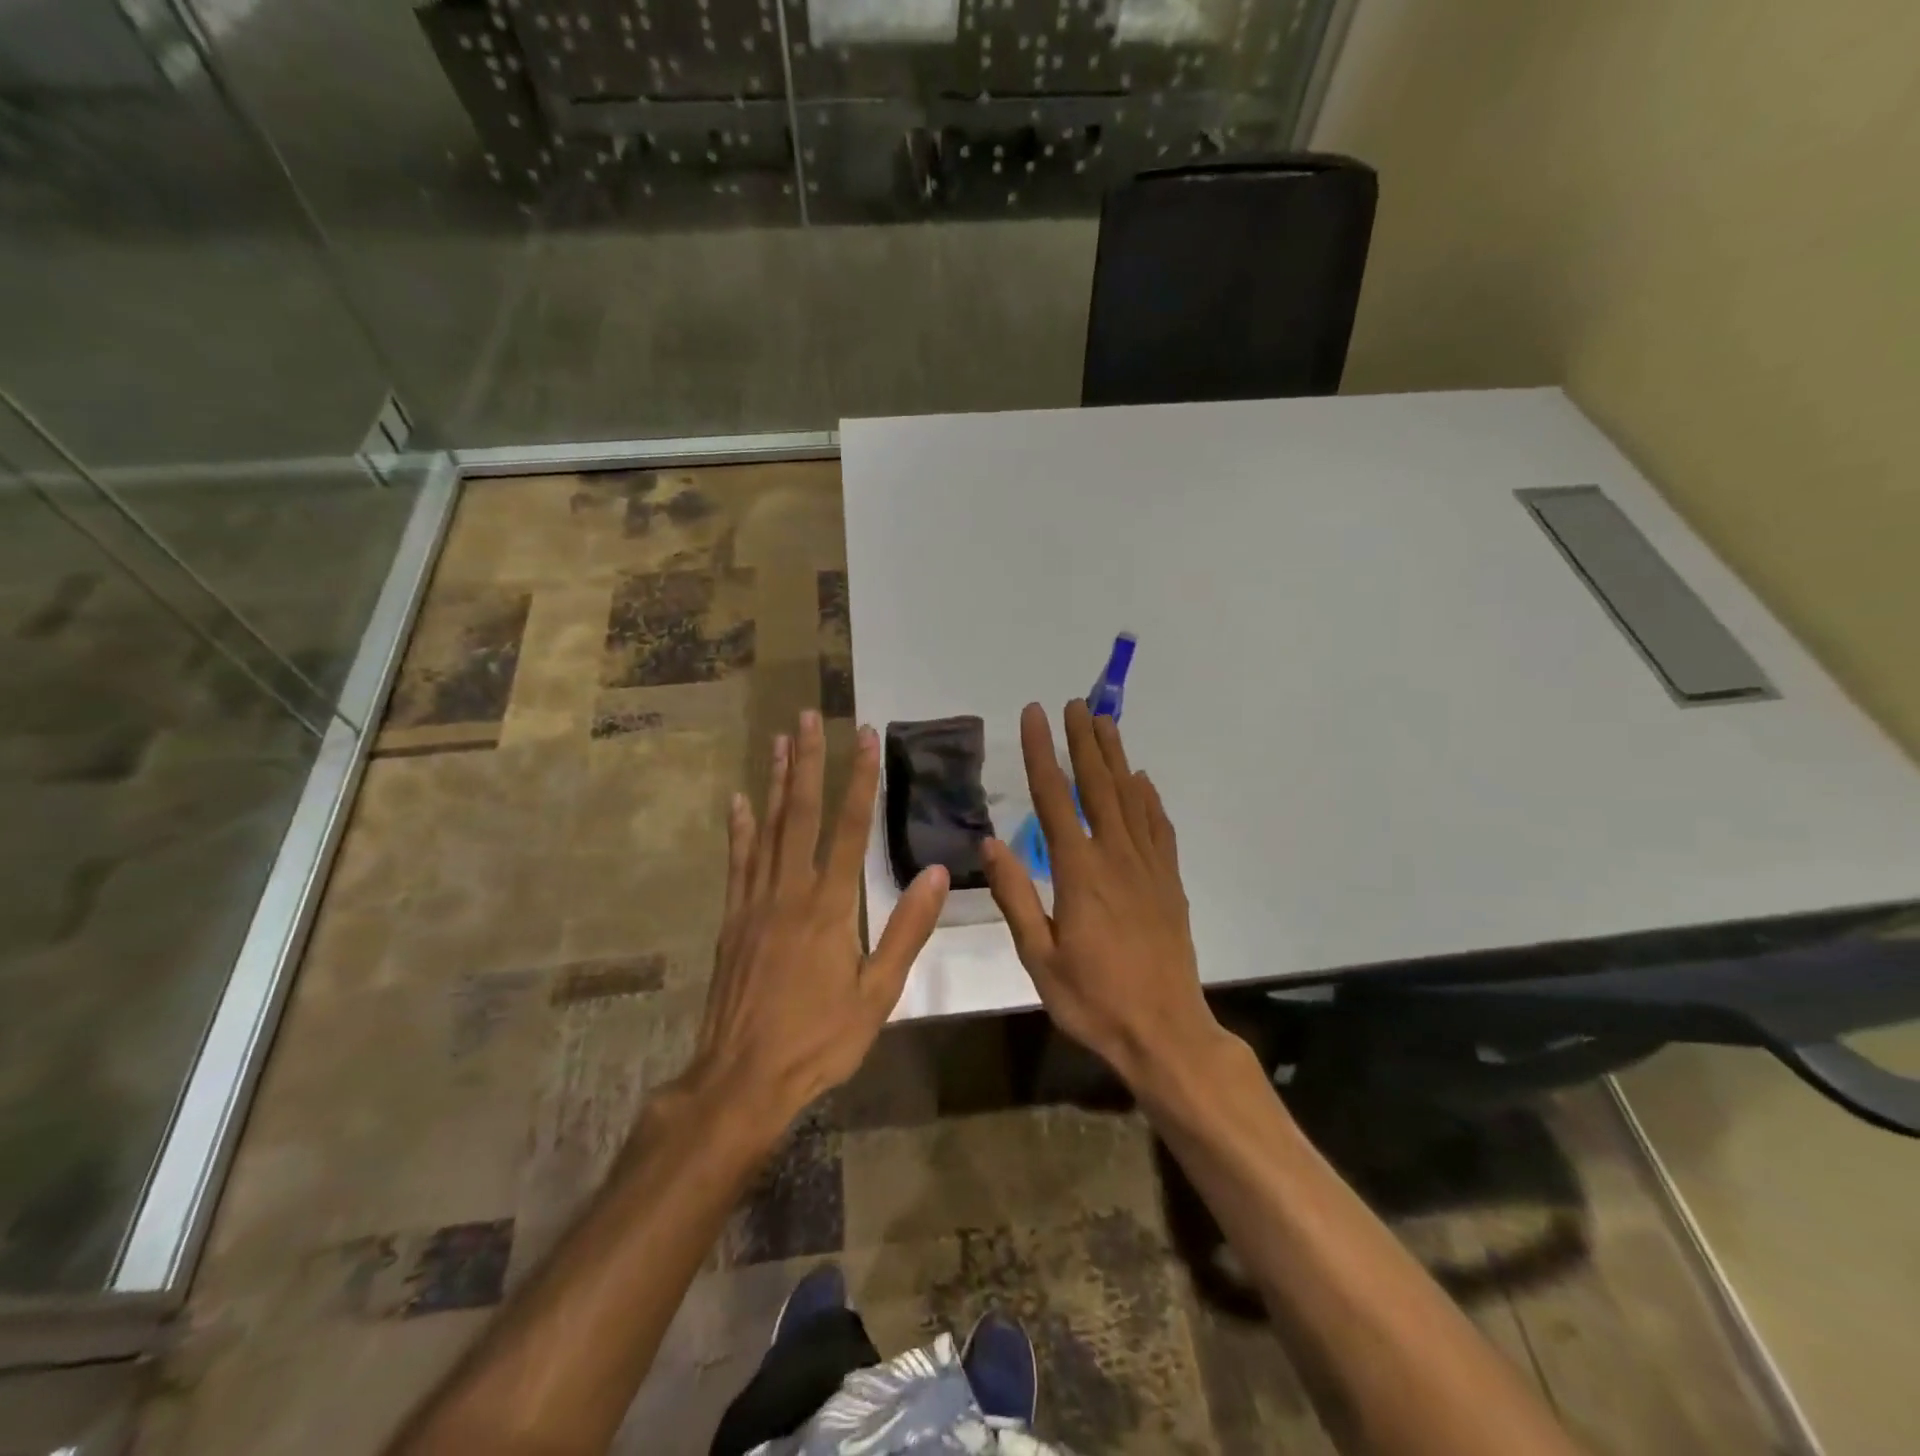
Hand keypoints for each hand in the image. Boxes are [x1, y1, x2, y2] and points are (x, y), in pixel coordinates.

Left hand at [690, 710, 948, 1127]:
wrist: (742, 1079)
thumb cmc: (819, 1040)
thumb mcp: (878, 993)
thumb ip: (906, 930)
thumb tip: (936, 873)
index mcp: (831, 907)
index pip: (850, 828)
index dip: (860, 780)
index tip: (865, 738)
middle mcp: (791, 892)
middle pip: (802, 814)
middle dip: (810, 762)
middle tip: (809, 716)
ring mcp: (755, 903)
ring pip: (768, 829)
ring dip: (777, 782)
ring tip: (781, 740)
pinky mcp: (732, 920)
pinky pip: (738, 863)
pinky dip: (740, 829)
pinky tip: (740, 801)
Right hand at [982, 701, 1226, 1092]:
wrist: (1165, 1033)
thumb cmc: (1093, 1000)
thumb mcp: (1039, 957)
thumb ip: (1016, 896)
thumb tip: (991, 841)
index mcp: (1079, 872)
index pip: (1054, 798)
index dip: (1042, 753)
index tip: (1035, 714)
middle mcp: (1116, 857)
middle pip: (1098, 786)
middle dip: (1084, 741)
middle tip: (1076, 703)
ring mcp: (1149, 867)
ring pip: (1131, 798)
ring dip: (1116, 758)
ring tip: (1106, 723)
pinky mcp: (1169, 882)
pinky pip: (1159, 828)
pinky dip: (1149, 798)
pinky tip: (1143, 781)